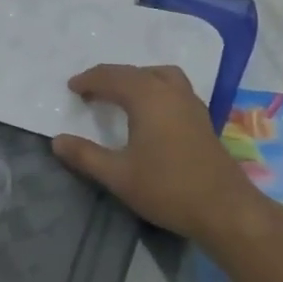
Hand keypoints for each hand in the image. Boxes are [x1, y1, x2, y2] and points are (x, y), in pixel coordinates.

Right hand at [51, 64, 252, 240]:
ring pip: (158, 75)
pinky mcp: (202, 118)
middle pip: (134, 72)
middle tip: (89, 90)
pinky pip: (172, 87)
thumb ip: (85, 156)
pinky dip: (154, 87)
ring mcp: (190, 103)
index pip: (111, 77)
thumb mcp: (118, 175)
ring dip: (135, 78)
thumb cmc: (168, 188)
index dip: (88, 80)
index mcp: (146, 97)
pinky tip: (150, 109)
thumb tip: (57, 141)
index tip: (72, 88)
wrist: (225, 209)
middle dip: (108, 77)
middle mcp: (169, 91)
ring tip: (120, 93)